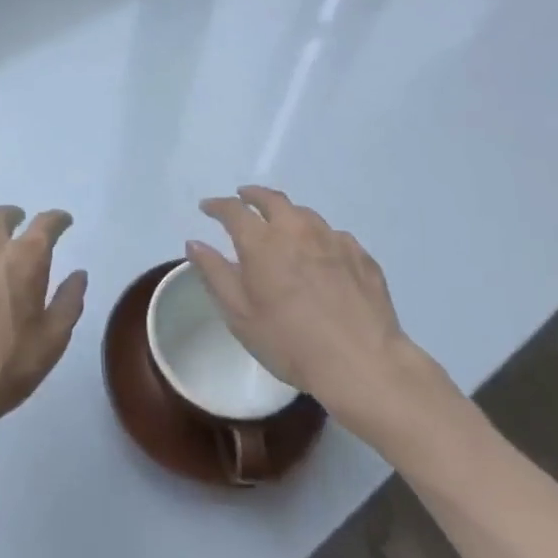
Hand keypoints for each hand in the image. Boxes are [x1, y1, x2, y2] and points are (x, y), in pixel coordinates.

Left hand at [0, 206, 87, 451]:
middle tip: (17, 231)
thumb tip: (78, 274)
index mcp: (24, 259)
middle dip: (14, 218)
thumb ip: (68, 302)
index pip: (46, 224)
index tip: (62, 222)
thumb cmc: (3, 370)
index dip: (57, 220)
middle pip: (0, 215)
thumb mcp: (51, 343)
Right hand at [188, 186, 454, 436]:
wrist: (362, 363)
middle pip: (271, 199)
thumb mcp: (240, 315)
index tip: (207, 207)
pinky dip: (318, 236)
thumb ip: (215, 274)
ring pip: (304, 213)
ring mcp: (333, 239)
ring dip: (286, 213)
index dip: (217, 206)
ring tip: (281, 224)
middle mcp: (296, 229)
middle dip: (252, 195)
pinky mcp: (360, 255)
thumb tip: (195, 243)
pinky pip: (332, 234)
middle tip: (243, 198)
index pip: (233, 210)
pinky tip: (320, 252)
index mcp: (262, 242)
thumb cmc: (290, 342)